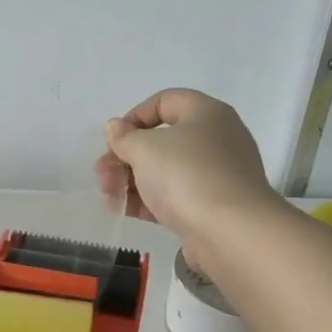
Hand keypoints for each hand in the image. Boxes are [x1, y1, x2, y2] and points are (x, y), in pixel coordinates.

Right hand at [95, 89, 278, 247]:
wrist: (230, 231)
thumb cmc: (186, 176)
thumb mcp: (145, 148)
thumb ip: (124, 137)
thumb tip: (116, 127)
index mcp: (205, 113)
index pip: (164, 101)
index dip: (133, 117)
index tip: (113, 140)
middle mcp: (216, 139)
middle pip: (162, 140)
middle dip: (126, 156)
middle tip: (102, 174)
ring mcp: (216, 174)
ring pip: (165, 170)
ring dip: (131, 180)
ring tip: (108, 195)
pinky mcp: (212, 205)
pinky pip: (174, 196)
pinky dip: (148, 200)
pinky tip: (123, 210)